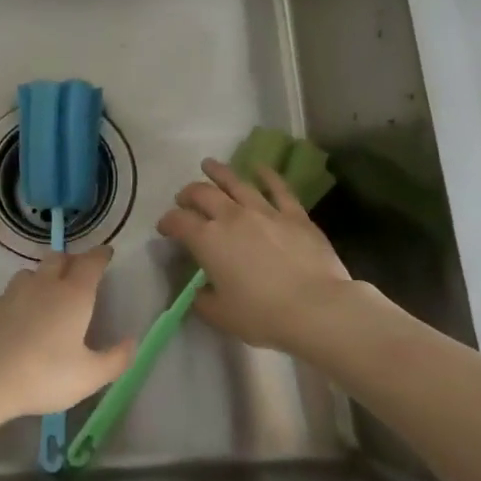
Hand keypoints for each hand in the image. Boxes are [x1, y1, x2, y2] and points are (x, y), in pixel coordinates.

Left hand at [0, 247, 134, 424]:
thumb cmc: (44, 375)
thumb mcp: (89, 377)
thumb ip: (115, 359)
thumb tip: (132, 341)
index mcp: (73, 295)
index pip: (91, 263)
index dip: (100, 255)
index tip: (106, 252)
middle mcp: (44, 285)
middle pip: (59, 258)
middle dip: (71, 260)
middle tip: (78, 270)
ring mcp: (13, 292)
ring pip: (31, 272)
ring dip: (43, 276)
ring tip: (47, 292)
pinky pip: (9, 293)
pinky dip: (18, 298)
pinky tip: (16, 316)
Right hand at [157, 157, 359, 352]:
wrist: (316, 308)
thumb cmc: (263, 315)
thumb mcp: (222, 316)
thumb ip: (204, 301)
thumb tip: (200, 292)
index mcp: (208, 240)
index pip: (179, 221)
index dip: (167, 222)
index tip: (164, 228)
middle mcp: (231, 217)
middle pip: (203, 194)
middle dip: (189, 193)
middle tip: (184, 198)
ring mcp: (264, 211)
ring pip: (236, 182)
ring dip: (219, 172)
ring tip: (208, 164)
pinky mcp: (294, 214)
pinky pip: (278, 188)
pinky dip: (267, 175)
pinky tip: (260, 167)